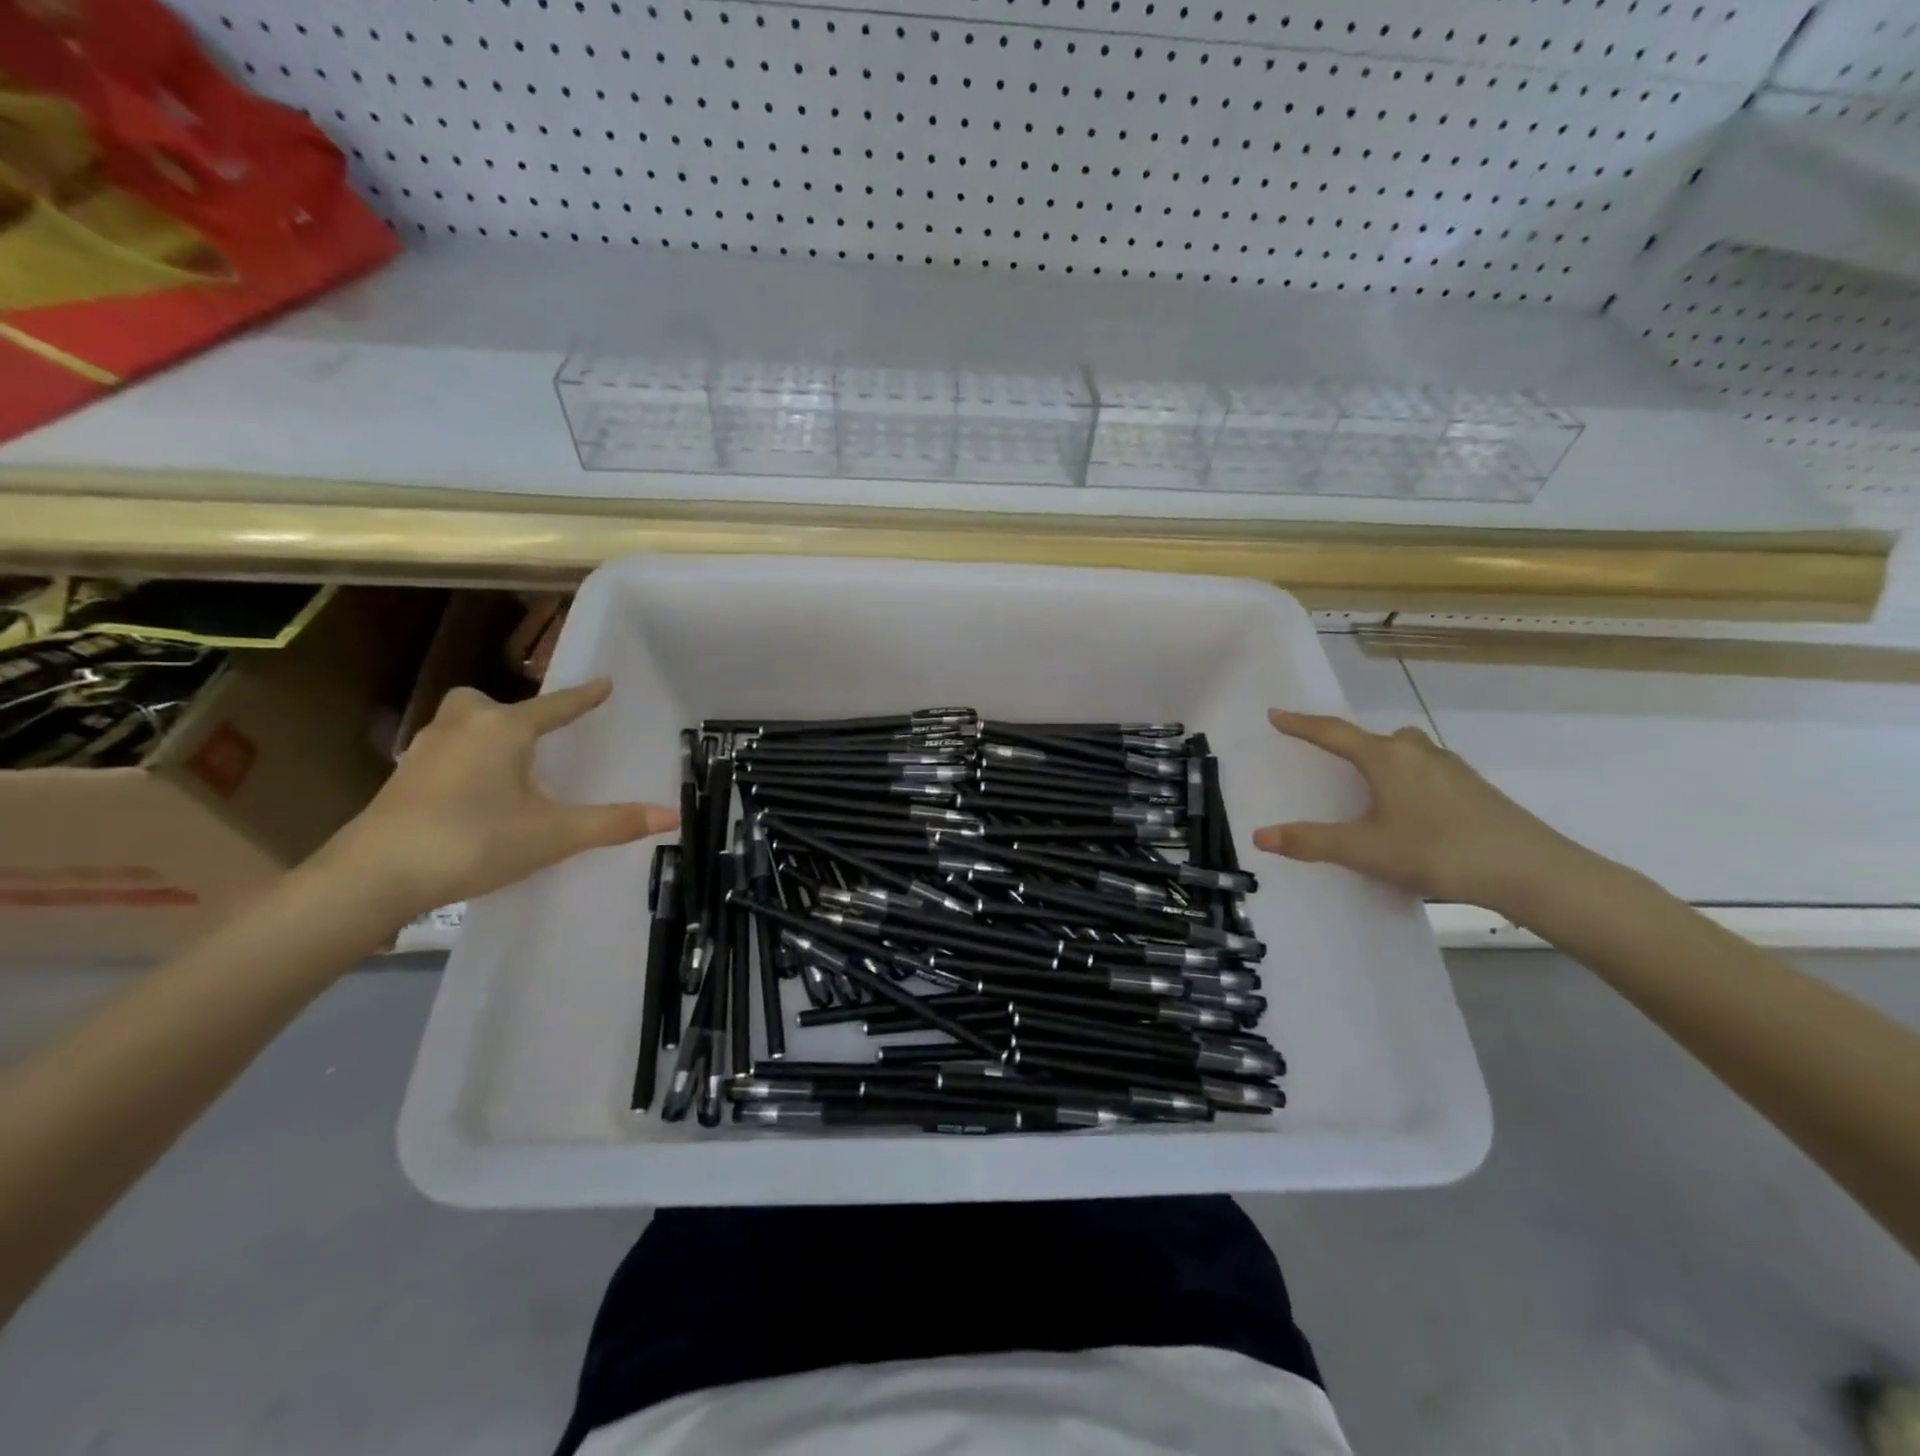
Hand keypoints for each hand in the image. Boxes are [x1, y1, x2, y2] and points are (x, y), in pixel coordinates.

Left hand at [316, 679, 677, 922]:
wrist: (373, 877)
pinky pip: (443, 754)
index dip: (583, 698)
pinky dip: (463, 763)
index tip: (605, 683)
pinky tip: (473, 796)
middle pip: (486, 704)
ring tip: (509, 769)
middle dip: (511, 712)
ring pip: (459, 727)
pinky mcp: (401, 780)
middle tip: (533, 737)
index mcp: (502, 729)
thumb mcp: (554, 834)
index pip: (555, 706)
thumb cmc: (473, 841)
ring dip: (484, 737)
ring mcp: (424, 752)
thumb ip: (613, 823)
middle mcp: (462, 728)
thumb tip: (673, 815)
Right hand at [1251, 710, 1581, 914]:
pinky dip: (1407, 778)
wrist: (1532, 871)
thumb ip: (1312, 841)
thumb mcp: (1366, 850)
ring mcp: (1451, 769)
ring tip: (1367, 783)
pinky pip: (1427, 770)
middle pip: (1373, 737)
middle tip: (1324, 754)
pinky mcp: (1474, 789)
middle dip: (1346, 742)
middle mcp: (1417, 753)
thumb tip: (1260, 835)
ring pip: (1405, 751)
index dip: (1301, 725)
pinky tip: (1410, 809)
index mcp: (1386, 759)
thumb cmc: (1439, 851)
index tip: (1276, 714)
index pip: (1333, 733)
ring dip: (1381, 758)